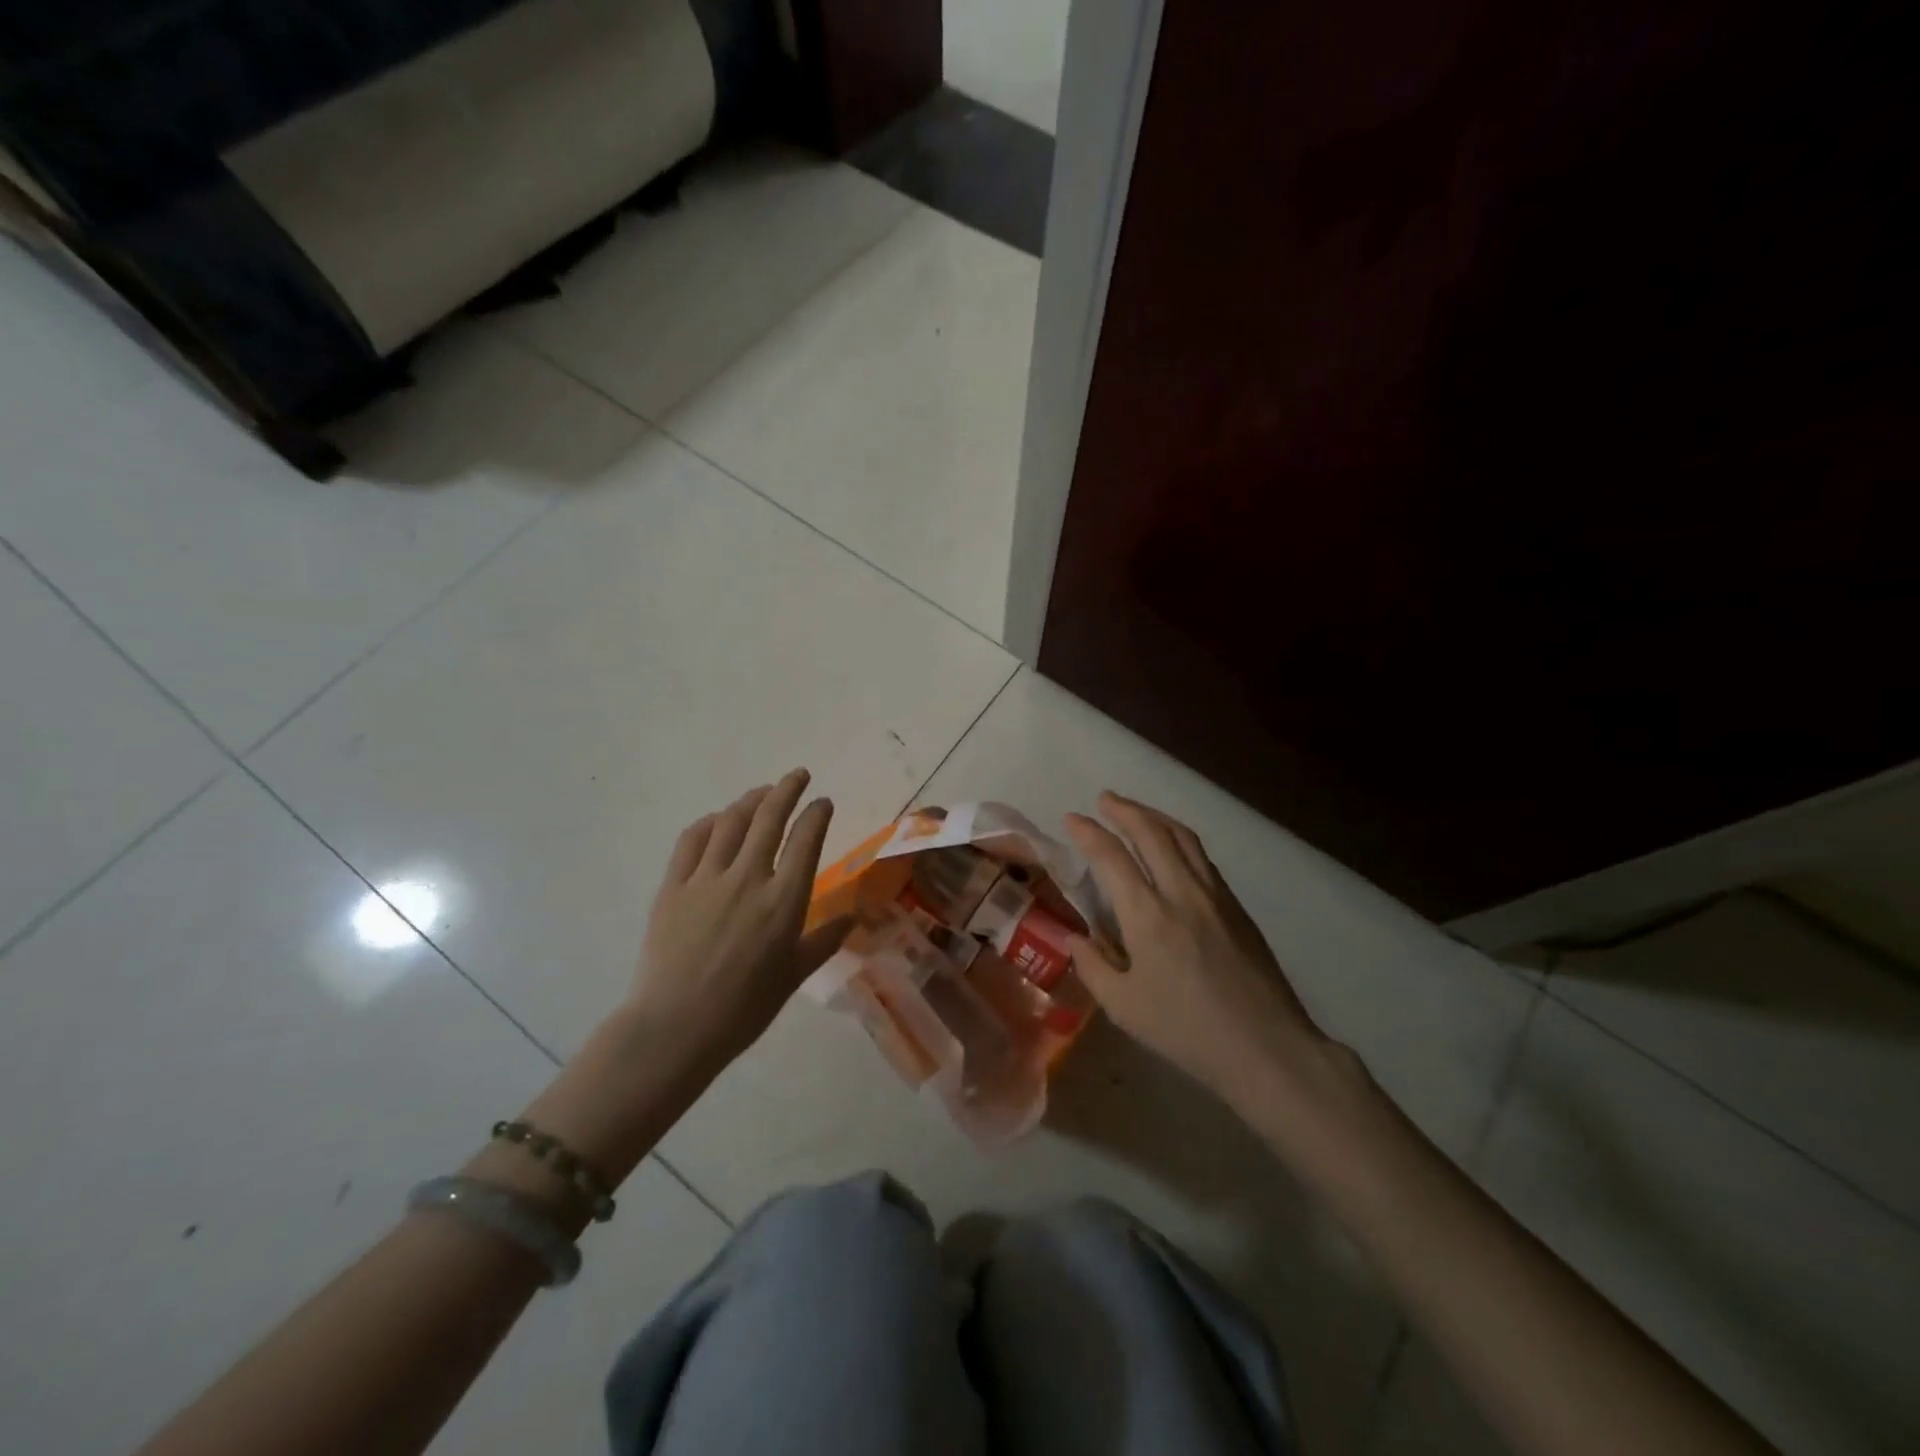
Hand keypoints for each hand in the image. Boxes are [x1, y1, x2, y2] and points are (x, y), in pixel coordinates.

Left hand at [630, 769, 852, 1072]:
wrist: (675, 1027)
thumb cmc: (744, 1008)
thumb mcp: (794, 976)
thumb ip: (824, 940)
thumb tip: (852, 918)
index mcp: (784, 901)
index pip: (806, 839)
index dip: (816, 814)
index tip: (823, 802)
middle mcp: (748, 878)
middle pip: (769, 817)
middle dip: (787, 789)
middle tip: (797, 775)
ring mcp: (707, 879)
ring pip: (731, 822)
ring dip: (751, 800)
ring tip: (762, 793)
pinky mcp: (673, 886)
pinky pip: (692, 840)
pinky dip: (709, 823)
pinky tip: (717, 820)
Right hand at [1063, 792, 1356, 1116]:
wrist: (1265, 1047)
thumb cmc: (1187, 1031)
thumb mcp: (1124, 1008)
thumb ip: (1093, 967)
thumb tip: (1076, 937)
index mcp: (1147, 916)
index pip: (1111, 857)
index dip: (1088, 832)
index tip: (1072, 818)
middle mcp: (1181, 892)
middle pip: (1151, 832)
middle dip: (1124, 810)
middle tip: (1104, 800)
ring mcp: (1214, 895)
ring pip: (1182, 837)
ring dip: (1154, 816)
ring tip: (1135, 811)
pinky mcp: (1235, 906)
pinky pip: (1202, 856)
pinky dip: (1179, 838)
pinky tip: (1171, 846)